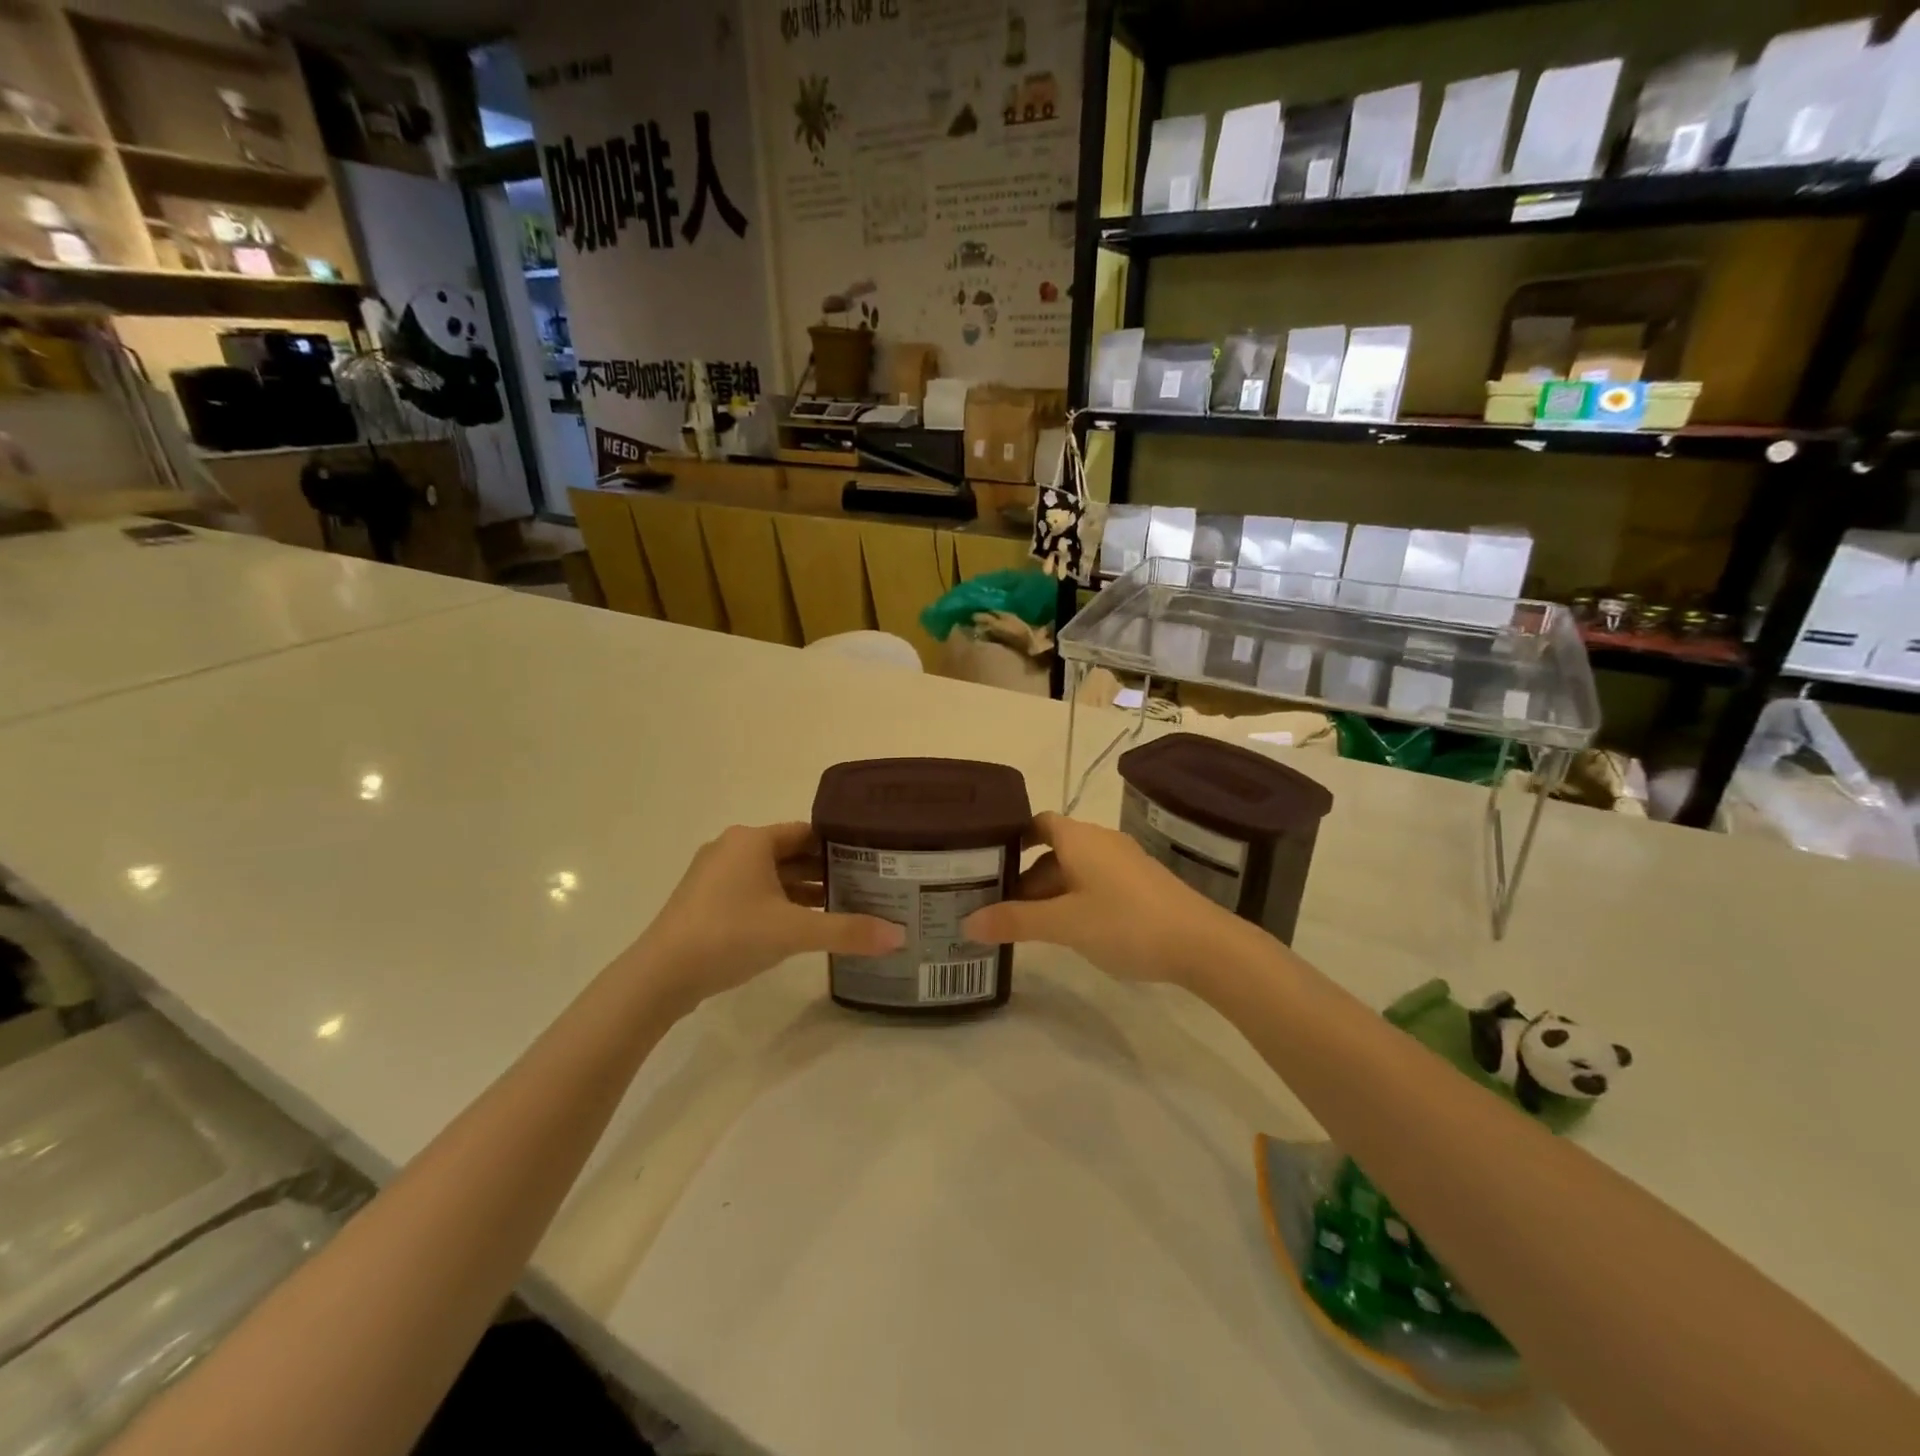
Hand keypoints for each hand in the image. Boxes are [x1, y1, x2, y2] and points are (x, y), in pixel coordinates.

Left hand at [634, 823, 903, 1009]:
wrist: (660, 976)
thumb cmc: (729, 935)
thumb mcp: (794, 931)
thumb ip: (847, 931)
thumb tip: (899, 936)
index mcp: (752, 840)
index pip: (807, 832)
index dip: (840, 845)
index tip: (872, 860)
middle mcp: (732, 848)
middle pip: (790, 853)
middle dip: (825, 870)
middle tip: (865, 885)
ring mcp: (715, 876)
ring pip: (771, 875)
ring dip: (803, 890)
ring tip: (843, 906)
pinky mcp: (706, 902)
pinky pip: (754, 893)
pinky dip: (780, 904)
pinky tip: (803, 925)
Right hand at [961, 812, 1245, 984]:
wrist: (1202, 944)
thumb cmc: (1126, 923)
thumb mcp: (1064, 924)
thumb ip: (1015, 921)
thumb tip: (967, 922)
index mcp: (1079, 838)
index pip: (1037, 823)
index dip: (1012, 837)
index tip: (986, 860)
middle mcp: (1101, 842)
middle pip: (1053, 851)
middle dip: (1025, 877)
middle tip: (997, 907)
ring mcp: (1124, 864)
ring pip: (1074, 870)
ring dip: (1050, 892)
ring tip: (1026, 925)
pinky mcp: (1140, 886)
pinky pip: (1095, 884)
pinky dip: (1074, 900)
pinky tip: (1069, 931)